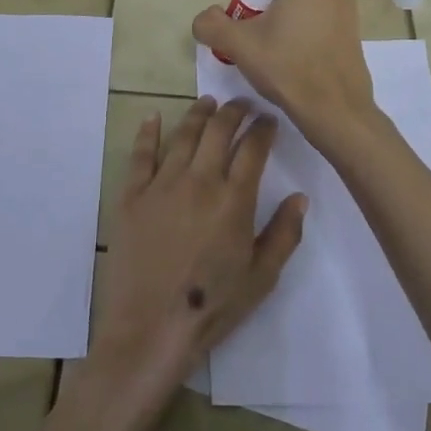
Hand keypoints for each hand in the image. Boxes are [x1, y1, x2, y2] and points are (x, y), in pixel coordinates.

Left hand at [91, 97, 305, 397]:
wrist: (151, 327)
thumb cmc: (212, 306)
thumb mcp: (262, 277)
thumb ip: (284, 233)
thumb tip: (299, 196)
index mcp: (234, 199)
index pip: (253, 148)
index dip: (264, 128)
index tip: (269, 119)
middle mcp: (199, 180)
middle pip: (218, 131)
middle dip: (234, 111)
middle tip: (242, 104)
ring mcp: (162, 184)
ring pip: (183, 135)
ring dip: (198, 114)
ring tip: (208, 103)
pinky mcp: (131, 195)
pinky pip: (140, 155)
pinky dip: (148, 132)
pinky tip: (153, 117)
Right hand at [191, 0, 377, 146]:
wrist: (335, 111)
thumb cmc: (287, 68)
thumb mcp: (238, 45)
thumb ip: (211, 24)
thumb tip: (206, 19)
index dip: (246, 15)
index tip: (247, 42)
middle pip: (279, 2)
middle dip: (264, 25)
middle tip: (259, 55)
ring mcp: (348, 10)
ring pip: (297, 17)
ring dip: (282, 35)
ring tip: (278, 64)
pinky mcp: (355, 33)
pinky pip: (316, 31)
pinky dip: (302, 44)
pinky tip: (297, 68)